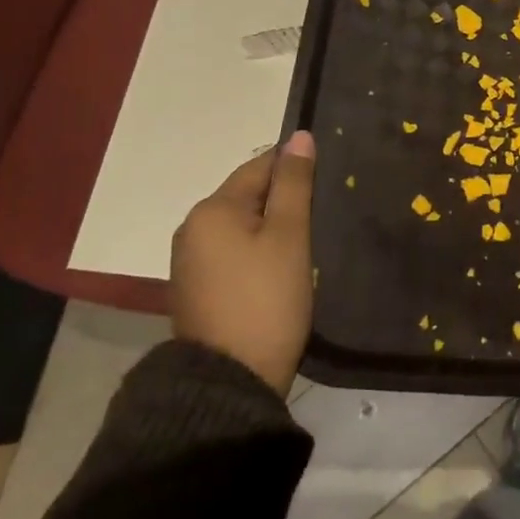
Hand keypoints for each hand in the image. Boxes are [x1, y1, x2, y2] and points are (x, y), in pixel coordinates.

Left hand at [170, 131, 315, 395]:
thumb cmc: (266, 299)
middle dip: (285, 199)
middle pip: (248, 195)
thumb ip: (295, 183)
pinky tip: (282, 266)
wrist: (228, 382)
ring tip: (309, 239)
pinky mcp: (198, 290)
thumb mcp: (289, 235)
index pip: (260, 166)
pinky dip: (258, 251)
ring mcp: (191, 262)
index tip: (329, 179)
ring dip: (272, 227)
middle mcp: (192, 228)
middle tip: (325, 212)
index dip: (296, 168)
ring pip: (242, 226)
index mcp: (212, 209)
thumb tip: (300, 136)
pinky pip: (233, 253)